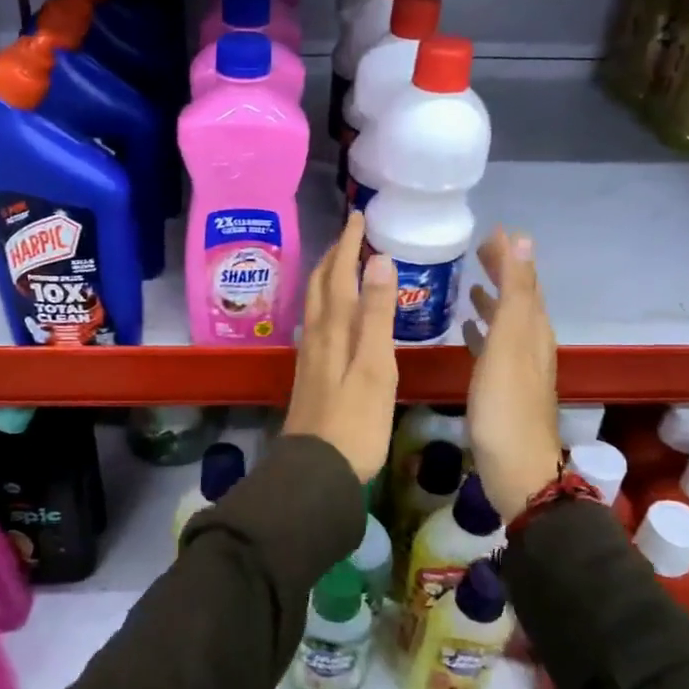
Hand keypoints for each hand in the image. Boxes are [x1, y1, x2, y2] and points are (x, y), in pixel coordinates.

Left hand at [283, 213, 397, 482]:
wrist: (317, 471)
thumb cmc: (355, 421)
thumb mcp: (375, 366)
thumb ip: (377, 314)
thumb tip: (378, 259)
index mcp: (334, 330)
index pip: (338, 275)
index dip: (347, 245)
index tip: (357, 217)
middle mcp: (316, 337)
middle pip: (319, 287)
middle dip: (333, 257)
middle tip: (350, 236)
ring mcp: (310, 358)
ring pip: (315, 306)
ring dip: (327, 279)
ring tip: (343, 267)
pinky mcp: (311, 377)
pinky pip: (317, 326)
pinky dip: (328, 306)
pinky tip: (335, 318)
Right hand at [462, 229, 560, 519]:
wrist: (515, 469)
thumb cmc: (505, 405)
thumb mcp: (509, 342)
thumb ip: (514, 293)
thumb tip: (523, 241)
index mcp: (532, 330)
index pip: (525, 282)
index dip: (511, 256)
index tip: (492, 231)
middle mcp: (530, 344)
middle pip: (519, 300)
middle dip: (503, 273)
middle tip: (478, 252)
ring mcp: (518, 368)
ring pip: (507, 323)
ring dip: (492, 301)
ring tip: (470, 287)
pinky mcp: (503, 388)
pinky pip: (494, 347)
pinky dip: (483, 331)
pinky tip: (467, 330)